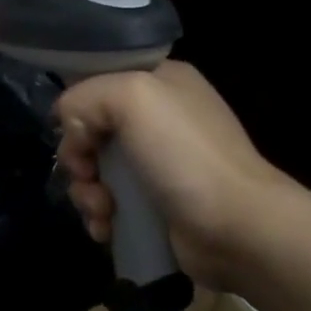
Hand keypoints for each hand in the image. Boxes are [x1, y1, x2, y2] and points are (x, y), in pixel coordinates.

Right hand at [55, 61, 295, 291]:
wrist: (237, 227)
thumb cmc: (184, 155)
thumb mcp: (132, 97)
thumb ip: (85, 98)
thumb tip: (73, 135)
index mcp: (160, 81)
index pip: (99, 81)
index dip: (80, 107)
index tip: (78, 134)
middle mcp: (159, 117)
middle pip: (91, 129)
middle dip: (79, 157)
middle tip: (87, 175)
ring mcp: (158, 163)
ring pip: (95, 169)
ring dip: (86, 192)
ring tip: (102, 211)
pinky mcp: (155, 203)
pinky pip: (109, 202)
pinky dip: (100, 216)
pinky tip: (107, 229)